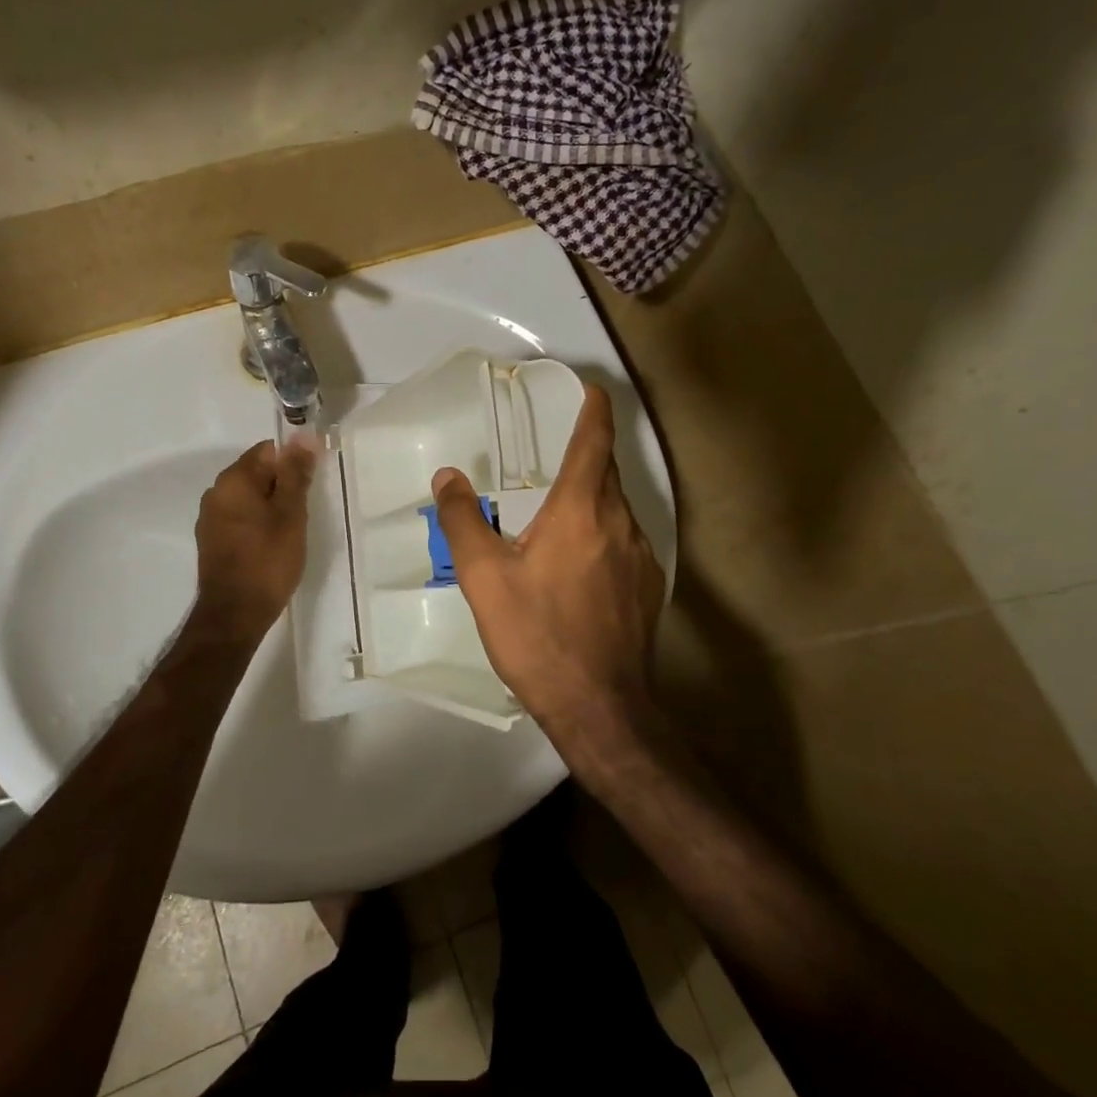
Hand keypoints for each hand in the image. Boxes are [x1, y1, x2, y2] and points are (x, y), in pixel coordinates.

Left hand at [192, 439, 315, 637]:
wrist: (235, 615)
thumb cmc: (268, 561)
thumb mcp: (291, 514)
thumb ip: (296, 473)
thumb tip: (302, 436)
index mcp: (234, 479)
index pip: (268, 451)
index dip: (293, 463)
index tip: (311, 486)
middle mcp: (215, 492)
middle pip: (257, 473)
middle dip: (282, 486)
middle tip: (304, 512)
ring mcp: (210, 518)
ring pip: (249, 498)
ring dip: (270, 507)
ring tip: (290, 532)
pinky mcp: (211, 540)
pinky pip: (239, 518)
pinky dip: (257, 524)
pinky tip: (271, 545)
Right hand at [432, 386, 664, 738]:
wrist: (600, 707)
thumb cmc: (538, 635)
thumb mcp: (484, 578)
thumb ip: (463, 520)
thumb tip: (447, 476)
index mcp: (582, 510)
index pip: (595, 440)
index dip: (594, 408)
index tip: (588, 388)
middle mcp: (620, 522)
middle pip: (606, 472)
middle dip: (584, 455)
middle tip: (550, 455)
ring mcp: (642, 556)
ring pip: (615, 510)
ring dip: (590, 501)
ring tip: (554, 518)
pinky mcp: (649, 587)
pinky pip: (624, 543)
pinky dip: (601, 536)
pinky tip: (576, 568)